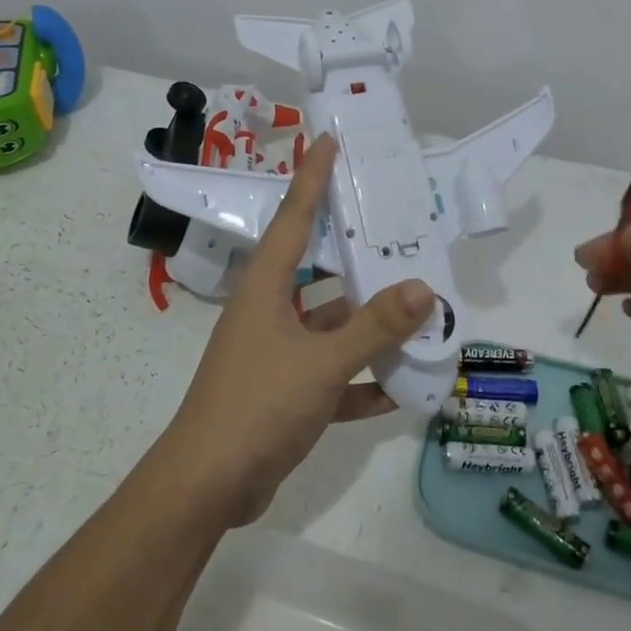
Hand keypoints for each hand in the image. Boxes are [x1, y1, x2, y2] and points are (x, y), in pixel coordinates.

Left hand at [160, 135, 434, 525]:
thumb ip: (374, 327)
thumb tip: (424, 288)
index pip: (294, 218)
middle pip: (321, 272)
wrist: (207, 488)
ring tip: (420, 314)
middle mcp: (270, 312)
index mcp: (266, 288)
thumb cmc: (257, 406)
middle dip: (359, 257)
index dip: (312, 178)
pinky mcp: (285, 393)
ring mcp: (277, 354)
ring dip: (369, 327)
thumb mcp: (321, 363)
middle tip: (401, 233)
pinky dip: (362, 380)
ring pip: (331, 327)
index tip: (329, 142)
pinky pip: (332, 375)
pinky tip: (401, 388)